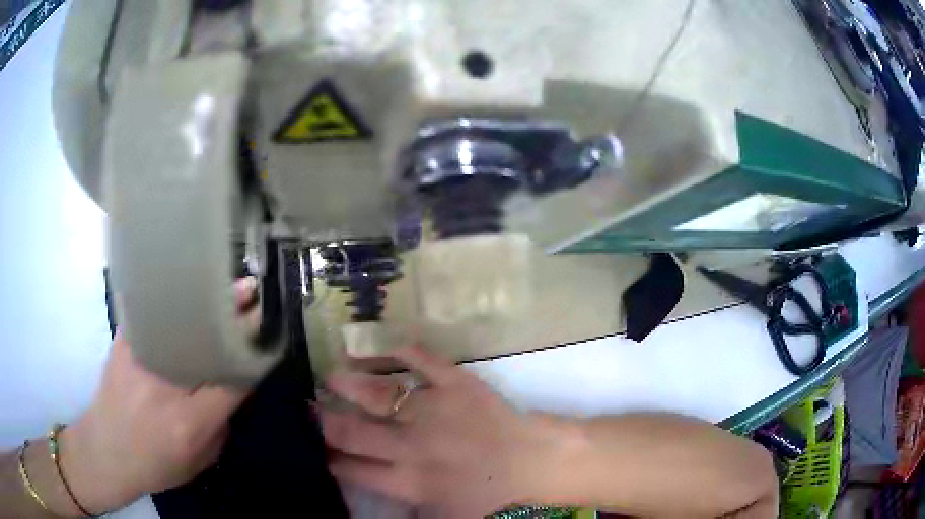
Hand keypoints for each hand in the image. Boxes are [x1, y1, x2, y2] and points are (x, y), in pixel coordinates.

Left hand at [58, 279, 257, 513]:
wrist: (106, 451)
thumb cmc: (156, 465)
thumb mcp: (200, 460)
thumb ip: (221, 423)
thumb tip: (234, 383)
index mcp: (189, 422)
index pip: (232, 380)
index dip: (252, 354)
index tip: (269, 333)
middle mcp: (165, 385)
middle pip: (207, 341)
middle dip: (234, 315)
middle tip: (252, 290)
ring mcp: (140, 357)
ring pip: (179, 320)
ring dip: (206, 301)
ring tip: (224, 282)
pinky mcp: (124, 341)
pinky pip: (152, 312)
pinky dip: (171, 299)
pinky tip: (185, 285)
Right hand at [320, 346, 554, 517]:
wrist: (538, 465)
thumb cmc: (495, 500)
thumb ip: (402, 516)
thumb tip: (364, 515)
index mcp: (408, 481)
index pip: (352, 470)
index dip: (326, 459)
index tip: (309, 447)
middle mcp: (412, 445)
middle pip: (353, 431)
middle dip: (323, 420)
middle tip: (304, 407)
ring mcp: (434, 410)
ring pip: (379, 393)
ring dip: (350, 383)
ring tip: (328, 375)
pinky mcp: (458, 385)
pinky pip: (425, 361)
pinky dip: (402, 350)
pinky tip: (382, 345)